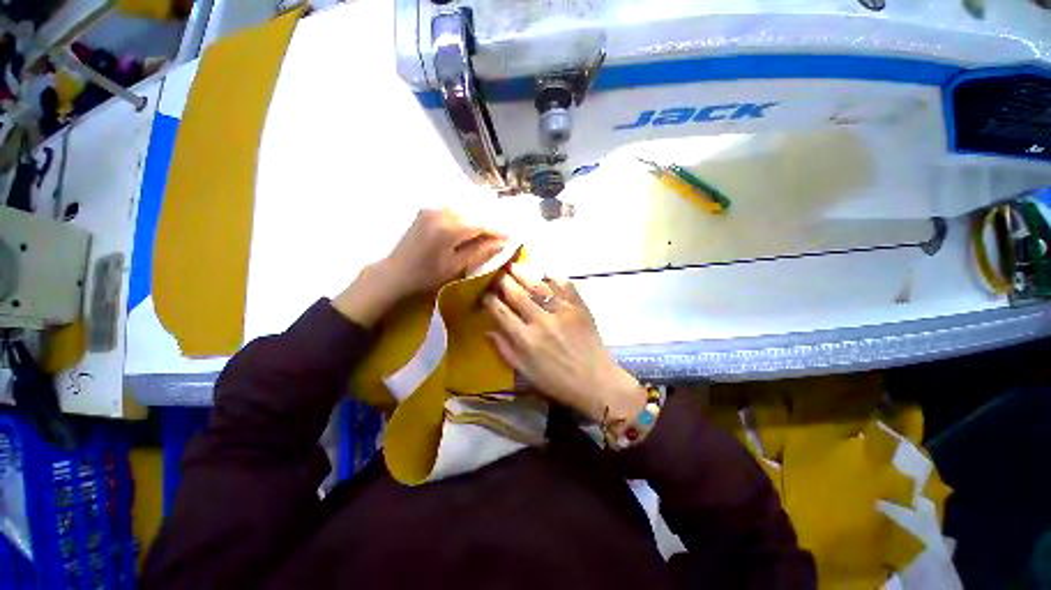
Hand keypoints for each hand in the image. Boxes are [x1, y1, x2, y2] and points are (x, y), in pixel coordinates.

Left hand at [333, 209, 504, 326]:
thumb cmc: (427, 275)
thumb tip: (503, 242)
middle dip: (489, 223)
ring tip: (489, 232)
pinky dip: (465, 217)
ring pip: (464, 210)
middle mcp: (441, 212)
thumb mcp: (456, 266)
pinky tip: (470, 227)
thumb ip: (481, 251)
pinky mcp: (426, 211)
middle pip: (473, 213)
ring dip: (477, 219)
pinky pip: (452, 210)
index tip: (510, 236)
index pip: (481, 224)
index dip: (497, 229)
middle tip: (502, 235)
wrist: (395, 273)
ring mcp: (431, 209)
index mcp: (449, 228)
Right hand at [483, 264, 645, 423]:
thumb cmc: (557, 381)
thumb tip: (487, 330)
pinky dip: (552, 276)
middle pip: (516, 293)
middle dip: (502, 280)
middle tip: (496, 273)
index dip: (489, 299)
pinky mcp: (579, 307)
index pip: (500, 312)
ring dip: (523, 272)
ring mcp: (562, 311)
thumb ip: (505, 350)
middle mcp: (541, 321)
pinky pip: (564, 284)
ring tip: (513, 266)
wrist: (595, 381)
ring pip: (537, 284)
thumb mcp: (526, 372)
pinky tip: (543, 273)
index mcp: (526, 339)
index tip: (484, 293)